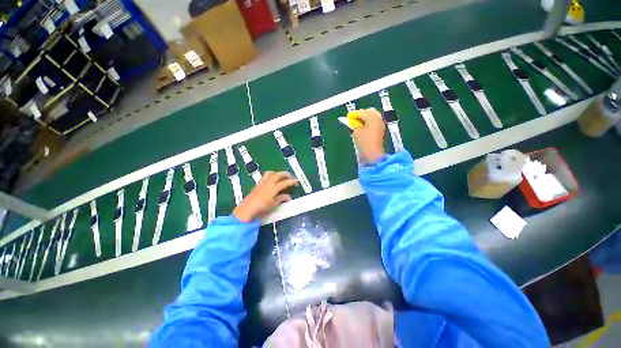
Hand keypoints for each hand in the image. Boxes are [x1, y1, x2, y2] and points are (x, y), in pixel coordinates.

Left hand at [233, 171, 297, 221]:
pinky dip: (270, 176)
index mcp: (274, 187)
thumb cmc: (262, 207)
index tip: (297, 180)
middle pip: (278, 174)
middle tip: (290, 177)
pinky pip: (265, 176)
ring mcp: (262, 182)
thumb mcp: (274, 204)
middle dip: (285, 174)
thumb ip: (282, 198)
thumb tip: (288, 196)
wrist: (247, 209)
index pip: (285, 182)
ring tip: (280, 177)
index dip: (292, 181)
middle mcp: (269, 182)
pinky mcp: (257, 184)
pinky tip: (271, 181)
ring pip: (271, 173)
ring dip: (277, 173)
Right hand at [352, 108, 385, 162]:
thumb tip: (355, 123)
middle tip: (355, 120)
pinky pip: (375, 122)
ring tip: (359, 124)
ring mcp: (381, 124)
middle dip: (362, 114)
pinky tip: (365, 128)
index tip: (349, 117)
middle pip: (369, 111)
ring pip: (373, 116)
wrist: (374, 153)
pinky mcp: (382, 129)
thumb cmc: (364, 142)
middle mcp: (378, 118)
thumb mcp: (356, 132)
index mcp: (372, 117)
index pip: (361, 113)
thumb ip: (355, 125)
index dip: (354, 115)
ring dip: (366, 118)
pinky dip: (370, 123)